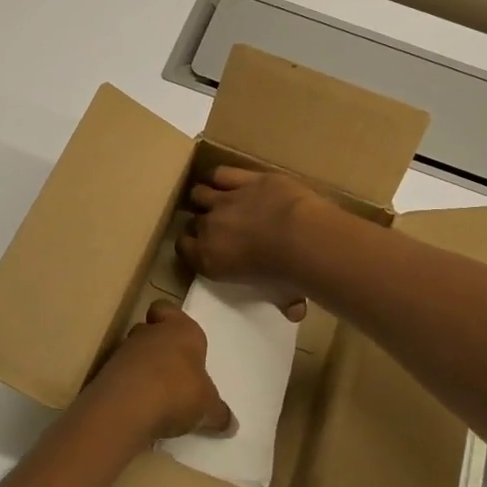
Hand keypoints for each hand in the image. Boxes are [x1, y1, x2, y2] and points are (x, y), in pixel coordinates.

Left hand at [85, 300, 232, 440]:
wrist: (126, 407)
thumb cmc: (178, 392)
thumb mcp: (208, 408)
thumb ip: (219, 413)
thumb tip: (231, 424)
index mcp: (181, 330)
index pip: (169, 309)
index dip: (172, 319)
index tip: (180, 339)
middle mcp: (151, 332)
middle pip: (151, 329)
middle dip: (159, 346)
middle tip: (171, 369)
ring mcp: (124, 351)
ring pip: (134, 351)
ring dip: (143, 367)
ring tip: (156, 394)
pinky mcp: (106, 373)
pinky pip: (121, 374)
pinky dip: (129, 386)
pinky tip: (139, 407)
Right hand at [179, 167, 319, 319]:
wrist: (302, 239)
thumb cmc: (288, 275)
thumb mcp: (281, 296)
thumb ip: (283, 302)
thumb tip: (294, 312)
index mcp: (210, 260)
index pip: (184, 248)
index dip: (191, 246)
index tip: (202, 247)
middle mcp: (210, 227)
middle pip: (193, 221)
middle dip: (202, 223)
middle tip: (218, 227)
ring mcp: (225, 200)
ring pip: (200, 192)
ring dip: (206, 196)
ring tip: (217, 199)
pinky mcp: (245, 179)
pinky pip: (221, 173)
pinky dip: (222, 177)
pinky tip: (227, 180)